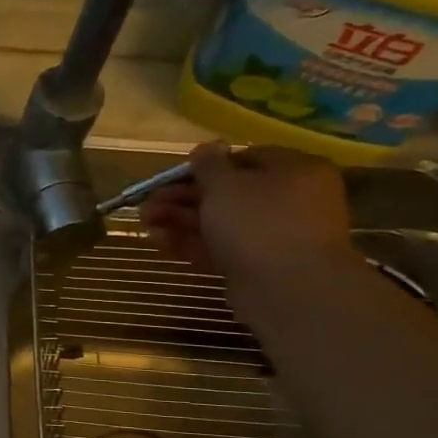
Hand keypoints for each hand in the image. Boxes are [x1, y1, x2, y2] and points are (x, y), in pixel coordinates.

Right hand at [137, 143, 357, 293]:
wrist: (288, 289)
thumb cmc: (258, 222)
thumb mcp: (225, 184)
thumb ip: (209, 164)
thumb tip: (205, 148)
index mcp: (294, 171)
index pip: (246, 158)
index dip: (206, 165)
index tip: (174, 175)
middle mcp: (290, 201)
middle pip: (228, 193)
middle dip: (183, 197)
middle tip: (149, 202)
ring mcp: (274, 236)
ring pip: (220, 222)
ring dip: (180, 220)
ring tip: (143, 222)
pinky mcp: (257, 266)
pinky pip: (221, 248)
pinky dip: (191, 243)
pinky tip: (158, 240)